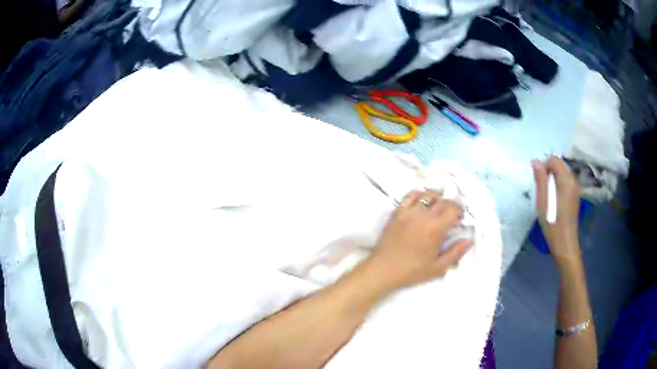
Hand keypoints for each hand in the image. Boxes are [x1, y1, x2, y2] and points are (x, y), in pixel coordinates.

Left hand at [364, 190, 472, 292]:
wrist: (384, 269)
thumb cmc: (412, 271)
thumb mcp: (438, 267)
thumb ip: (455, 253)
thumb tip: (469, 240)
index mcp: (436, 229)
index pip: (453, 209)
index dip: (459, 211)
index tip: (459, 218)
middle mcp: (424, 216)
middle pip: (442, 201)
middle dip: (450, 206)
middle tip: (450, 215)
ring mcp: (409, 212)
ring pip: (427, 195)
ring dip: (436, 199)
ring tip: (437, 208)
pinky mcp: (397, 212)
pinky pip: (410, 195)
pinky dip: (419, 195)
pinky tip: (421, 202)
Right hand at [532, 156, 581, 267]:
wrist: (565, 244)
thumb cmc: (553, 224)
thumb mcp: (543, 202)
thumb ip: (541, 180)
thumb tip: (535, 161)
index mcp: (566, 180)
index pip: (554, 160)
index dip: (544, 165)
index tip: (537, 180)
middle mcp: (573, 181)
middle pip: (560, 165)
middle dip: (548, 171)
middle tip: (540, 187)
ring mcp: (575, 189)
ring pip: (562, 173)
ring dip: (553, 178)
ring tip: (545, 194)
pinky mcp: (574, 197)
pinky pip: (565, 182)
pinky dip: (558, 184)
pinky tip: (553, 199)